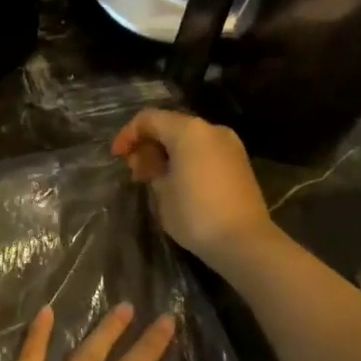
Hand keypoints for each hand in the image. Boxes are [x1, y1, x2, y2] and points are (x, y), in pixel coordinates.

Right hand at [110, 110, 274, 269]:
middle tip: (135, 171)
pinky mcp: (239, 163)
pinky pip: (204, 151)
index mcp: (189, 130)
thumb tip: (151, 162)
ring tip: (153, 178)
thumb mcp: (161, 191)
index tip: (117, 157)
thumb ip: (151, 168)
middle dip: (148, 144)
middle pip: (170, 125)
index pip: (149, 119)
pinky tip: (176, 181)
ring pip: (188, 139)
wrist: (244, 241)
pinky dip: (186, 159)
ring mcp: (229, 145)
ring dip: (167, 152)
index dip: (128, 135)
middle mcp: (211, 129)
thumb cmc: (195, 214)